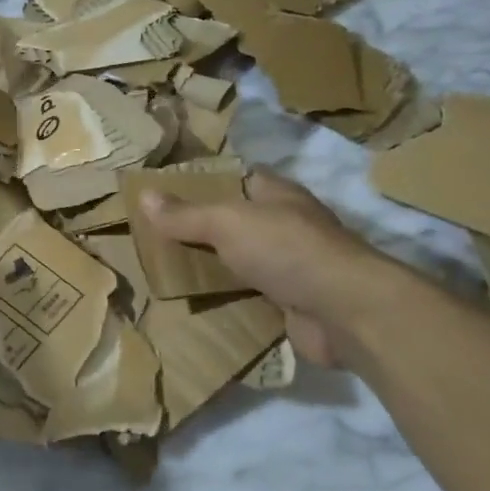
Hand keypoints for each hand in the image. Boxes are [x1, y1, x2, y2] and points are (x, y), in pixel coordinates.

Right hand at [139, 169, 399, 367]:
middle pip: (237, 223)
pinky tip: (196, 306)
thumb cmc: (287, 249)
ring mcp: (293, 266)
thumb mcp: (226, 222)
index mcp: (277, 195)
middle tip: (156, 239)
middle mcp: (287, 226)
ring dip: (214, 269)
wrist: (346, 311)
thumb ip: (186, 214)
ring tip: (166, 273)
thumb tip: (143, 195)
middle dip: (202, 231)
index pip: (238, 179)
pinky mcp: (293, 304)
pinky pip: (251, 298)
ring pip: (242, 262)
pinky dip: (228, 301)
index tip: (167, 194)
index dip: (205, 183)